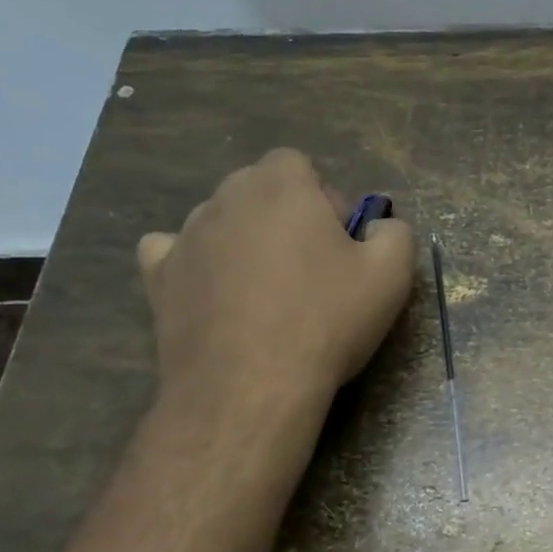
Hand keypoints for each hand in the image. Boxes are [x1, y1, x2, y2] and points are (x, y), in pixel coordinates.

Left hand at [136, 150, 414, 417]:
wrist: (250, 387)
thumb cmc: (326, 321)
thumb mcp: (392, 275)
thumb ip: (395, 232)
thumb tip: (379, 226)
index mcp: (281, 186)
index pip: (297, 164)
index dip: (323, 198)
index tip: (340, 242)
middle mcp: (225, 197)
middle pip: (258, 189)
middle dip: (286, 216)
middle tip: (312, 268)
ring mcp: (185, 236)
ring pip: (221, 220)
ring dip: (245, 240)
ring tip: (267, 292)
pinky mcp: (157, 276)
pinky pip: (174, 251)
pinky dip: (196, 263)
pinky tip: (215, 291)